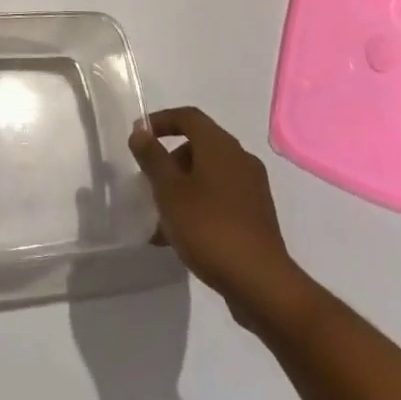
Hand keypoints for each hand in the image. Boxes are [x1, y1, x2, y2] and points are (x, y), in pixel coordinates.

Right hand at [129, 106, 307, 323]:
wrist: (260, 283)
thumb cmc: (208, 227)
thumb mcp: (169, 190)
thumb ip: (152, 157)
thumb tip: (141, 131)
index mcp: (220, 146)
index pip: (188, 116)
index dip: (161, 120)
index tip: (140, 137)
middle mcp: (240, 159)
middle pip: (199, 145)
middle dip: (170, 159)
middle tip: (149, 181)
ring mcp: (252, 188)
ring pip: (209, 175)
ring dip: (182, 186)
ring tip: (160, 216)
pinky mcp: (257, 216)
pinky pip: (221, 198)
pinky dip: (199, 205)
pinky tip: (182, 236)